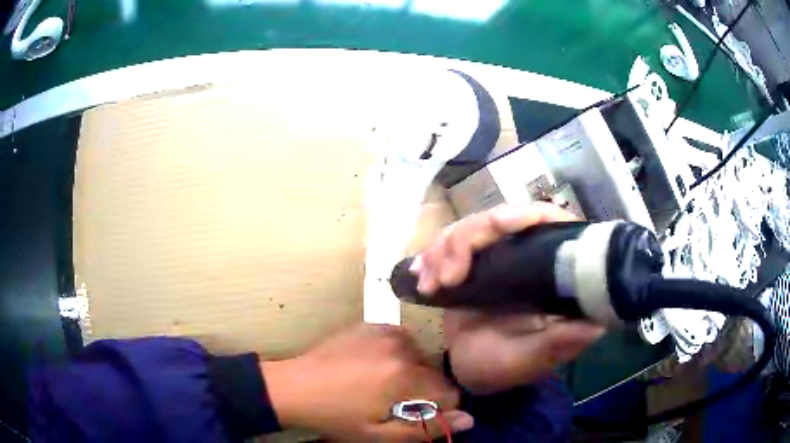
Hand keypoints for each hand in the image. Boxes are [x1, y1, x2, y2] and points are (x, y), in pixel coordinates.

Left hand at [262, 323, 473, 440]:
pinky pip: (400, 339)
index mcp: (404, 377)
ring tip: (383, 384)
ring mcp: (384, 332)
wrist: (294, 387)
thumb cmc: (335, 417)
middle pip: (434, 373)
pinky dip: (397, 352)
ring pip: (418, 355)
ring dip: (410, 371)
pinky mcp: (369, 324)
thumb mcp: (378, 434)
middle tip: (394, 403)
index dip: (439, 408)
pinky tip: (374, 364)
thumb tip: (469, 419)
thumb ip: (425, 427)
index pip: (448, 392)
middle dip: (423, 391)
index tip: (419, 415)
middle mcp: (400, 347)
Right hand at [410, 203, 604, 394]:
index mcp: (551, 275)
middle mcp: (526, 258)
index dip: (528, 214)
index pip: (549, 224)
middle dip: (469, 240)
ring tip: (431, 284)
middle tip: (447, 276)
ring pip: (471, 227)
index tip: (499, 224)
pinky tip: (421, 277)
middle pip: (501, 219)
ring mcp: (497, 258)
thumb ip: (558, 344)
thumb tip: (598, 325)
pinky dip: (432, 256)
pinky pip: (448, 243)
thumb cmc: (501, 368)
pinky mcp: (471, 263)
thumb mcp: (530, 360)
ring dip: (444, 249)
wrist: (465, 370)